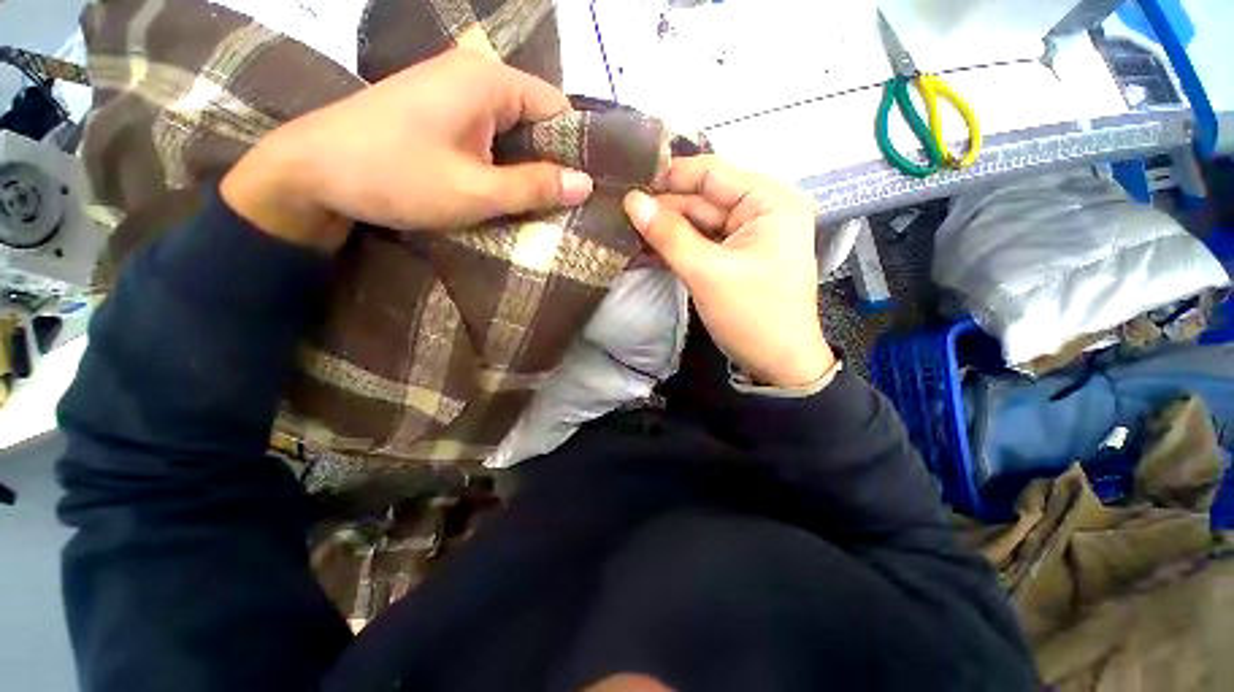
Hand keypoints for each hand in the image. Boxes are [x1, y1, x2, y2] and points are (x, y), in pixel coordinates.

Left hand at [221, 50, 594, 250]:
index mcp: (488, 81)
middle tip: (564, 204)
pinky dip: (502, 161)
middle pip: (536, 117)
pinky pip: (488, 134)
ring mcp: (453, 91)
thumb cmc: (395, 177)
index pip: (557, 107)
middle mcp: (474, 74)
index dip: (575, 149)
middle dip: (551, 160)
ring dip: (526, 165)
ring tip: (539, 202)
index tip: (584, 189)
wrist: (311, 172)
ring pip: (512, 129)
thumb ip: (534, 187)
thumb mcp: (475, 191)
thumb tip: (586, 185)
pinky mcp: (439, 111)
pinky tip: (505, 188)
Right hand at [623, 156, 834, 387]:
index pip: (712, 174)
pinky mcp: (737, 255)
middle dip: (663, 209)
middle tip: (619, 213)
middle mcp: (762, 209)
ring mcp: (749, 234)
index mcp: (770, 201)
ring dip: (666, 230)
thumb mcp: (707, 273)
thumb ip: (669, 234)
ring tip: (626, 230)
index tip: (627, 184)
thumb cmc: (752, 316)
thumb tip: (632, 201)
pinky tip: (648, 248)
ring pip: (699, 222)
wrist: (778, 363)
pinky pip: (703, 242)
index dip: (669, 177)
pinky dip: (678, 246)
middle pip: (703, 199)